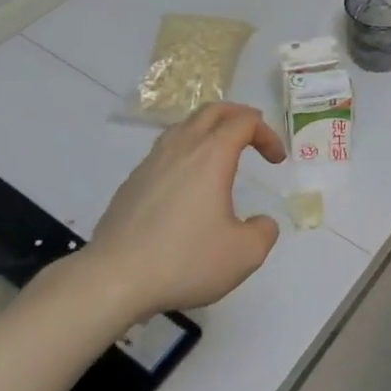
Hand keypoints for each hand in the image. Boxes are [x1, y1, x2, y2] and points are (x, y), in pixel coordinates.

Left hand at [80, 102, 285, 317]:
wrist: (114, 279)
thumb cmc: (184, 260)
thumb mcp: (244, 254)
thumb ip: (263, 232)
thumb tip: (261, 223)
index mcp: (211, 155)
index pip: (245, 122)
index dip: (267, 134)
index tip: (276, 161)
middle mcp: (181, 148)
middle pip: (213, 111)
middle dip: (239, 116)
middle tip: (254, 135)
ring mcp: (151, 162)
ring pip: (184, 126)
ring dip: (209, 129)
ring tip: (221, 152)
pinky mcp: (132, 182)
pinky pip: (165, 150)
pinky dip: (186, 151)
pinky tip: (187, 182)